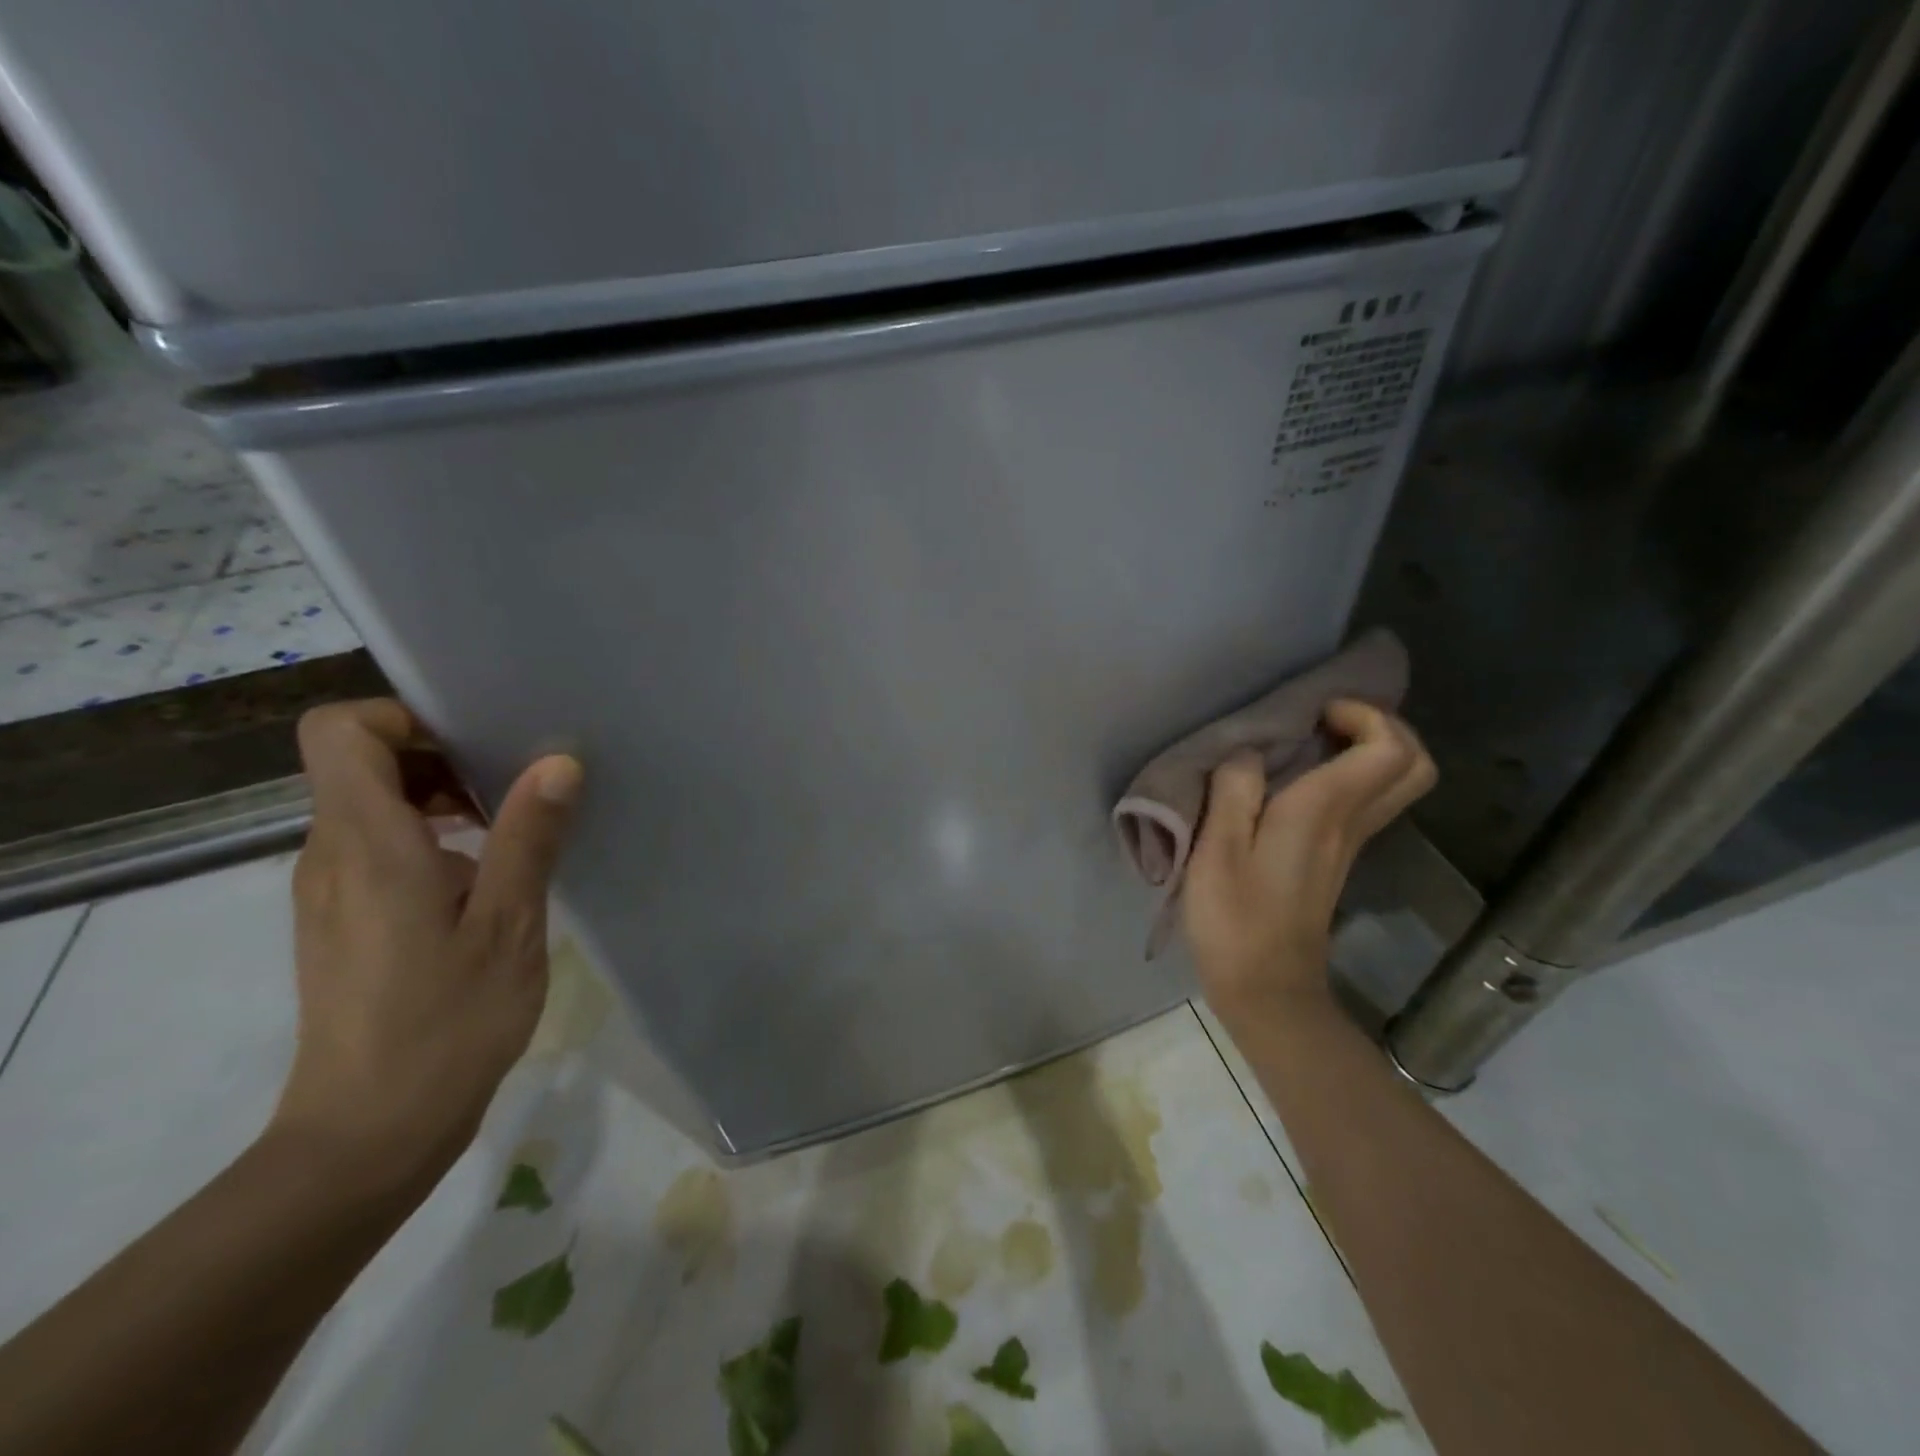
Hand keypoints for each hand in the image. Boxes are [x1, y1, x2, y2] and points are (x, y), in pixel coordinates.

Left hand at [271, 699, 581, 1193]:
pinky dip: (433, 839)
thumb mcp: (508, 924)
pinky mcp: (344, 920)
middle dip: (442, 756)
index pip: (342, 731)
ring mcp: (330, 890)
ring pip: (372, 805)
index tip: (478, 743)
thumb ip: (529, 836)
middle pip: (362, 763)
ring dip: (443, 800)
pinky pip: (379, 848)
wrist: (369, 1133)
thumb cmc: (445, 1023)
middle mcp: (331, 855)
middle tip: (519, 786)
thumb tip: (558, 761)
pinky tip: (491, 880)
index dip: (405, 718)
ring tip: (516, 831)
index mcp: (367, 844)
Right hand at [1182, 700, 1434, 1025]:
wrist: (1266, 990)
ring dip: (1365, 750)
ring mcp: (1348, 845)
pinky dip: (1346, 776)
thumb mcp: (1216, 851)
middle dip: (1382, 727)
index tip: (1313, 713)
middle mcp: (1350, 824)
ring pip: (1394, 784)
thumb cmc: (1235, 920)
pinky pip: (1364, 802)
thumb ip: (1232, 791)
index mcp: (1323, 813)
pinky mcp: (1335, 860)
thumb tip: (1247, 753)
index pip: (1388, 749)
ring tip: (1307, 742)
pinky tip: (1295, 780)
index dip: (1364, 715)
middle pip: (1413, 765)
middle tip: (1326, 721)